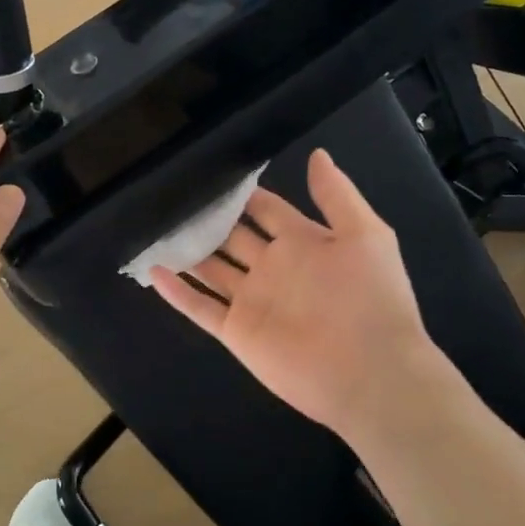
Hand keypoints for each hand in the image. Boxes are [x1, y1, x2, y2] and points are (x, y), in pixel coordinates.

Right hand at [151, 148, 457, 440]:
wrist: (371, 372)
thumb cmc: (372, 298)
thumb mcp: (366, 235)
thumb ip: (337, 195)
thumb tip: (317, 153)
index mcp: (302, 242)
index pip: (267, 210)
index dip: (244, 194)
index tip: (214, 175)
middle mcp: (273, 268)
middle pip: (232, 237)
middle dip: (208, 219)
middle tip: (175, 196)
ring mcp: (252, 300)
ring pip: (211, 269)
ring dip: (187, 251)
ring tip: (156, 227)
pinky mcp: (237, 331)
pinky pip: (200, 308)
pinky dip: (177, 292)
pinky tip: (153, 271)